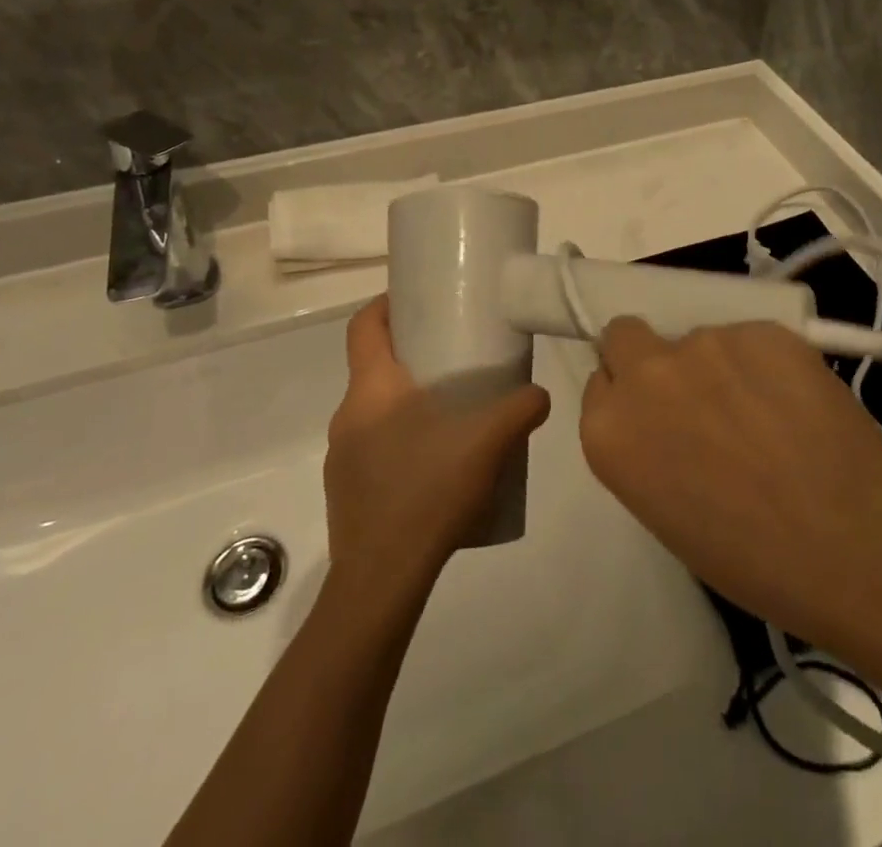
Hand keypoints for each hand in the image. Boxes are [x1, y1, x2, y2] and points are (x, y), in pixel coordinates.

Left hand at [326, 297, 551, 590]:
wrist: (381, 580)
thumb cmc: (428, 492)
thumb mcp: (488, 443)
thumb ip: (521, 410)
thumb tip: (540, 395)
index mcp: (373, 389)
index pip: (364, 326)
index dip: (385, 304)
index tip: (416, 300)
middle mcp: (348, 415)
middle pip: (372, 366)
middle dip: (409, 355)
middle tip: (452, 358)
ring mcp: (341, 456)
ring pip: (373, 410)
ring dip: (405, 403)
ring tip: (449, 415)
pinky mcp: (345, 491)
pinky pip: (371, 448)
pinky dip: (398, 441)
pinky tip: (432, 467)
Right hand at [581, 320, 881, 634]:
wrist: (852, 550)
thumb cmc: (752, 560)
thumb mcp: (666, 512)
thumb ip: (646, 446)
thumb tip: (665, 416)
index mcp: (609, 430)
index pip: (600, 380)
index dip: (629, 396)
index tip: (658, 417)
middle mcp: (646, 374)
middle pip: (627, 335)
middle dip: (651, 356)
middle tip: (696, 394)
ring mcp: (706, 343)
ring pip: (699, 338)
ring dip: (719, 365)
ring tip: (765, 413)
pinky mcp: (761, 329)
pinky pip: (750, 338)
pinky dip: (766, 362)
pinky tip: (797, 404)